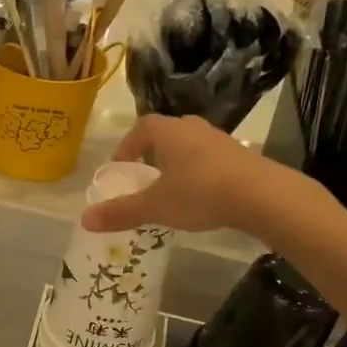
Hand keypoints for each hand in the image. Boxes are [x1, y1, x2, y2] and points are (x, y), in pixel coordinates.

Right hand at [80, 115, 288, 235]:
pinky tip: (201, 197)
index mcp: (168, 131)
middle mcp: (192, 127)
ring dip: (176, 164)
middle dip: (151, 156)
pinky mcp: (240, 155)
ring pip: (189, 147)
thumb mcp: (155, 206)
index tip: (121, 169)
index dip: (127, 147)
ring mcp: (219, 139)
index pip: (140, 129)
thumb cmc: (200, 193)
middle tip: (144, 180)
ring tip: (171, 191)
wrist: (261, 195)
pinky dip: (199, 173)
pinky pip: (209, 160)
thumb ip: (121, 212)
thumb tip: (85, 219)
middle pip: (165, 135)